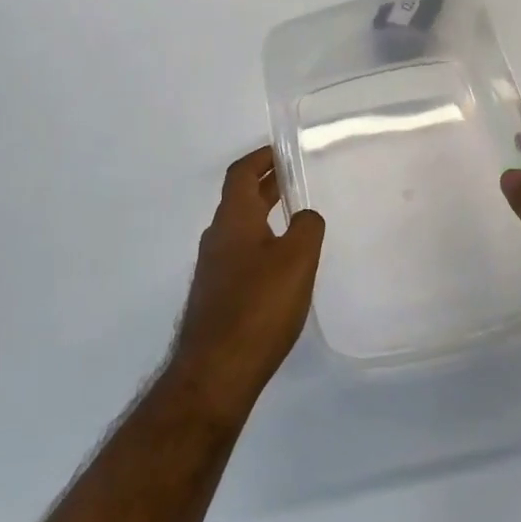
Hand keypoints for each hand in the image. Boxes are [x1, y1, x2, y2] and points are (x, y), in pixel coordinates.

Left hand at [168, 146, 325, 416]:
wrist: (216, 370)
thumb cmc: (259, 307)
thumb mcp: (296, 260)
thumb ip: (307, 228)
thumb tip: (306, 216)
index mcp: (233, 220)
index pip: (241, 174)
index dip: (260, 158)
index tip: (282, 151)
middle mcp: (217, 237)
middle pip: (240, 199)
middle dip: (266, 185)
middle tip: (295, 179)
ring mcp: (213, 268)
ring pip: (240, 228)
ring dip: (264, 215)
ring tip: (295, 219)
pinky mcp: (217, 295)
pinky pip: (240, 254)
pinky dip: (261, 243)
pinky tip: (282, 265)